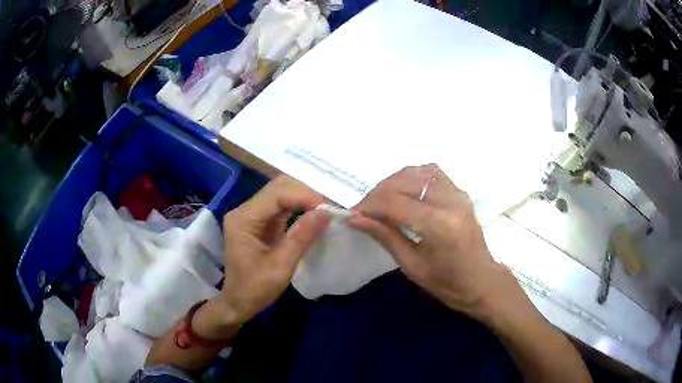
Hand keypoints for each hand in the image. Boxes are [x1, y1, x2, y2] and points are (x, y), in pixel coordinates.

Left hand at [218, 175, 330, 324]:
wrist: (237, 303)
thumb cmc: (255, 289)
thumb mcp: (281, 267)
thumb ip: (302, 237)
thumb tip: (326, 212)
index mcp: (244, 219)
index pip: (277, 194)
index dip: (304, 196)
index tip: (328, 208)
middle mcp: (245, 211)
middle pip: (278, 188)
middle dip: (305, 194)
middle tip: (328, 209)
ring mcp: (251, 215)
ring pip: (281, 194)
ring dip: (303, 200)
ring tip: (324, 211)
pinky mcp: (259, 223)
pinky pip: (281, 207)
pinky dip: (299, 208)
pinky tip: (313, 216)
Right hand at [348, 164, 513, 318]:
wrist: (481, 281)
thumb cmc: (447, 283)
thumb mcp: (411, 265)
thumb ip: (385, 236)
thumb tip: (355, 218)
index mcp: (440, 226)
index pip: (396, 203)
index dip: (369, 205)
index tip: (351, 213)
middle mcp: (451, 201)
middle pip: (404, 181)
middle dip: (378, 193)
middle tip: (363, 209)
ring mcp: (458, 193)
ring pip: (417, 172)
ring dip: (393, 182)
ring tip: (380, 200)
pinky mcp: (460, 192)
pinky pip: (432, 172)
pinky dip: (412, 177)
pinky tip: (403, 191)